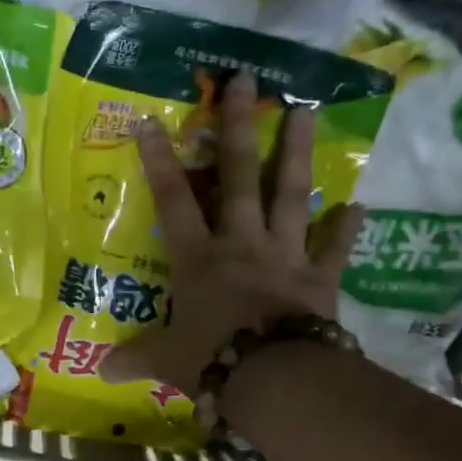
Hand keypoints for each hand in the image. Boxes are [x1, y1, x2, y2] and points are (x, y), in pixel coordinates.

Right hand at [103, 70, 359, 391]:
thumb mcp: (166, 360)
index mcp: (200, 259)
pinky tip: (359, 207)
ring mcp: (285, 257)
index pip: (173, 202)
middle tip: (246, 81)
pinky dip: (346, 231)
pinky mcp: (319, 280)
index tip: (150, 120)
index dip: (159, 161)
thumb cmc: (212, 359)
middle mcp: (242, 245)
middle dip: (239, 129)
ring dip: (298, 154)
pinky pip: (334, 251)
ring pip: (292, 197)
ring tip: (306, 110)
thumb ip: (135, 357)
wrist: (273, 379)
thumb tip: (102, 371)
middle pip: (240, 178)